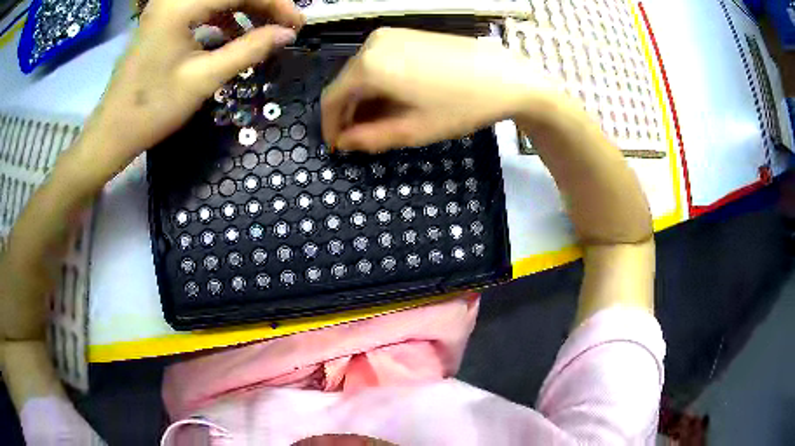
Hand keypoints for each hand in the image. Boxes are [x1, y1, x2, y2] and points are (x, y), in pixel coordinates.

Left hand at [86, 0, 303, 159]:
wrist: (111, 132)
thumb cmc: (152, 109)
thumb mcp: (203, 79)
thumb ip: (249, 50)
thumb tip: (287, 34)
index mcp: (180, 6)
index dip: (274, 3)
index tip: (296, 25)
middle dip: (261, 4)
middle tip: (283, 27)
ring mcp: (166, 7)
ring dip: (244, 8)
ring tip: (263, 30)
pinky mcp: (163, 18)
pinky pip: (202, 7)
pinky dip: (223, 15)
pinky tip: (232, 33)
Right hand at [321, 28, 552, 152]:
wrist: (506, 76)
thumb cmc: (460, 105)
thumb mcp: (412, 130)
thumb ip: (369, 138)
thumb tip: (344, 142)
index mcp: (368, 65)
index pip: (331, 98)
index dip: (330, 125)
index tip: (338, 146)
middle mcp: (373, 43)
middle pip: (346, 82)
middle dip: (348, 112)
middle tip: (359, 138)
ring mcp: (391, 35)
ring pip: (362, 71)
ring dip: (364, 98)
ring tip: (379, 122)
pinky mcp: (407, 34)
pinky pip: (380, 60)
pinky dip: (379, 82)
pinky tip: (394, 98)